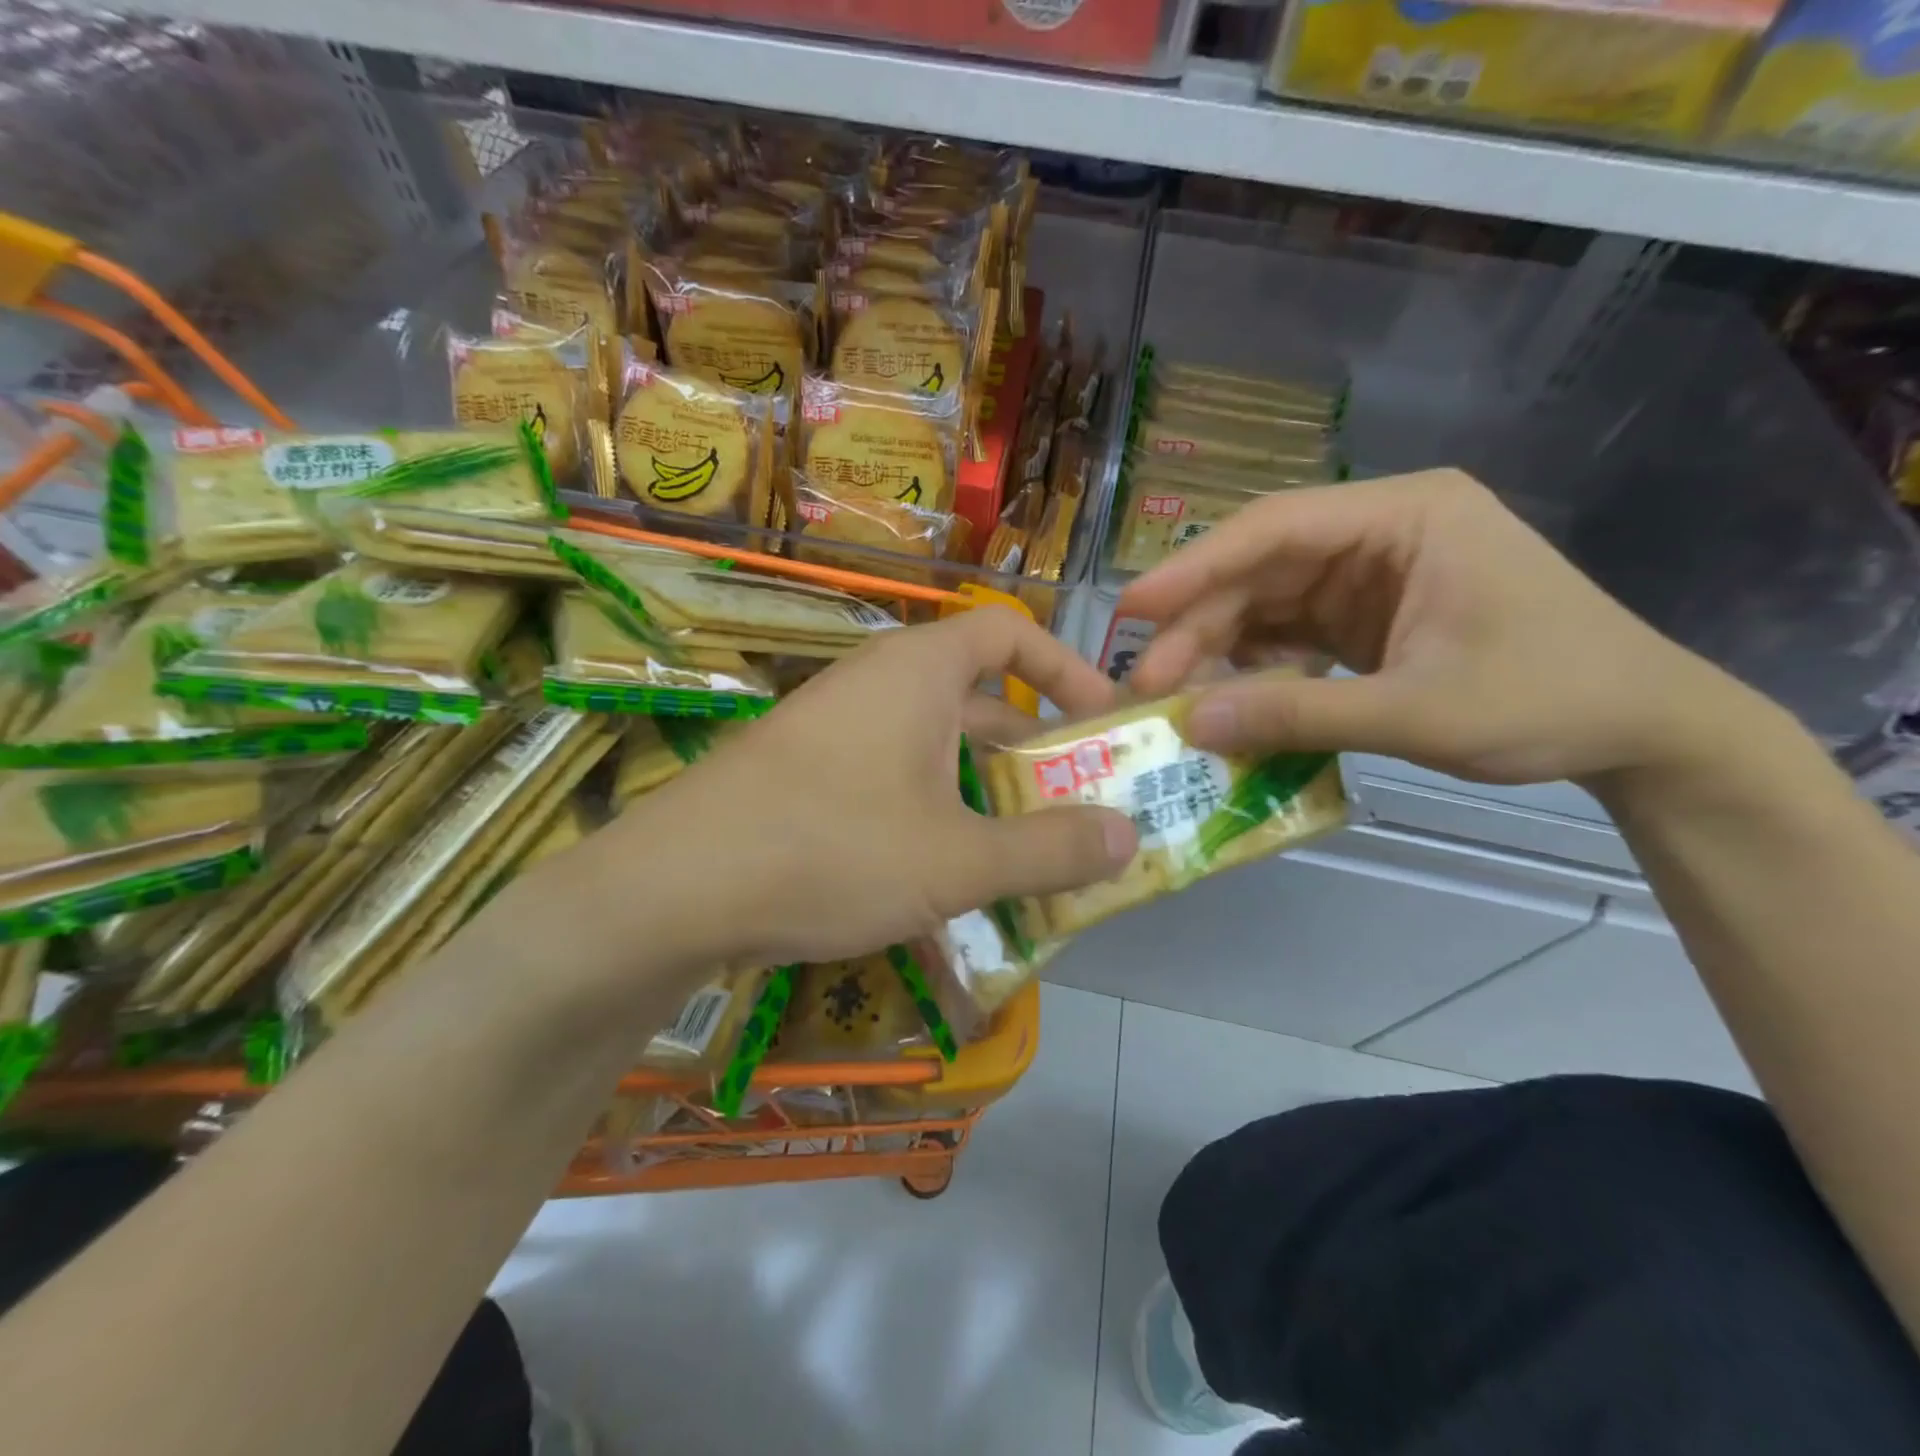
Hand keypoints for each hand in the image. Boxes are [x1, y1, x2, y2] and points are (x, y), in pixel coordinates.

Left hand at [595, 607, 1138, 971]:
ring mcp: (834, 727)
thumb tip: (1129, 836)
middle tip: (1078, 798)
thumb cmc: (831, 850)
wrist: (674, 889)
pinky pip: (892, 775)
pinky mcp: (804, 772)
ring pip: (933, 744)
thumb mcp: (957, 860)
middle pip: (976, 695)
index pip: (1009, 632)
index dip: (1066, 667)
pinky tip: (944, 869)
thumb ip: (1050, 848)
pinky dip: (934, 808)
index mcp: (918, 671)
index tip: (1103, 719)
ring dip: (984, 787)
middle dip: (1033, 745)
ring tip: (1025, 845)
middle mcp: (875, 684)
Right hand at [1119, 470, 1748, 787]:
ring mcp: (1370, 573)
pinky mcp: (1365, 615)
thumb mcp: (1419, 712)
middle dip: (1200, 625)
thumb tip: (1190, 724)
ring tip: (1173, 698)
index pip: (1276, 527)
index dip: (1195, 567)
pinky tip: (1225, 696)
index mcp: (1406, 515)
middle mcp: (1379, 531)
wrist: (1643, 730)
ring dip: (1219, 648)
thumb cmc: (1550, 700)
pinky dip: (1254, 664)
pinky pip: (1288, 632)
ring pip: (1266, 601)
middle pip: (1261, 567)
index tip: (1132, 610)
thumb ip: (1299, 715)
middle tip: (1147, 684)